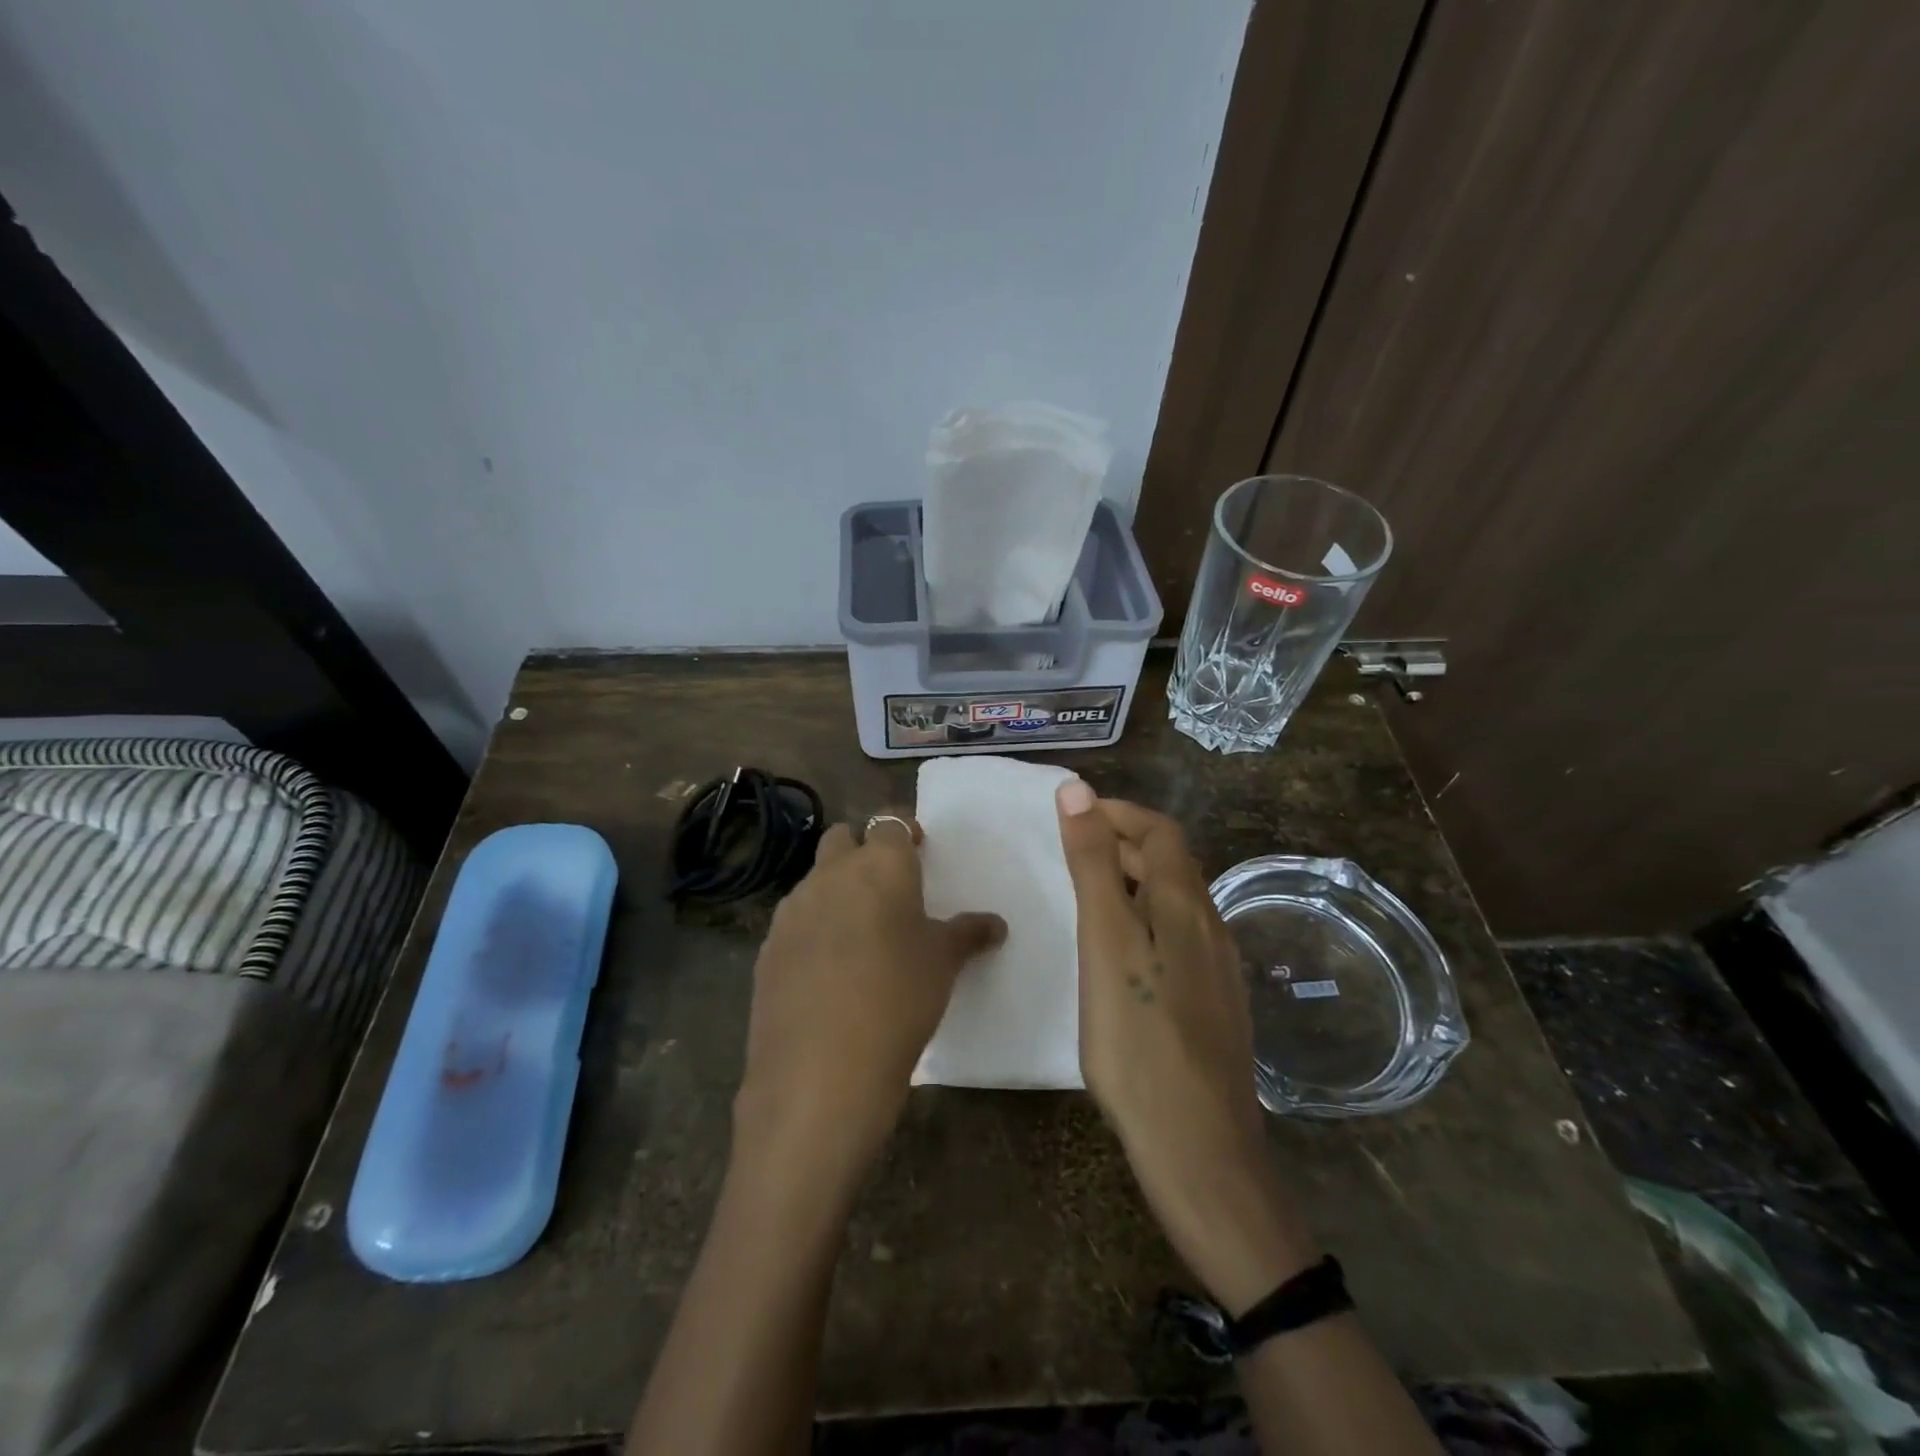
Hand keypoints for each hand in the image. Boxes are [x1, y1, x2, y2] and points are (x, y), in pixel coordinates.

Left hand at [733, 811, 1004, 1201]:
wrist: (820, 1071)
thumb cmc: (899, 999)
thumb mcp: (943, 964)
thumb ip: (968, 934)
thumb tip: (995, 924)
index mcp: (880, 866)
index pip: (889, 824)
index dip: (904, 832)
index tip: (919, 850)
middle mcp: (831, 875)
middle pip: (842, 838)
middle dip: (863, 850)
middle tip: (888, 887)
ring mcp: (792, 910)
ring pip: (815, 879)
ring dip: (836, 890)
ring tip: (860, 933)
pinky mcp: (767, 947)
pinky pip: (795, 921)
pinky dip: (813, 928)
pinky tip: (828, 969)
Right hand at [1055, 781, 1316, 1311]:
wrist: (1199, 1149)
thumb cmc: (1139, 1040)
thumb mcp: (1106, 942)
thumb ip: (1093, 866)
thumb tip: (1077, 791)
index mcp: (1186, 906)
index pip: (1160, 831)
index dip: (1119, 812)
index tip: (1074, 812)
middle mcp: (1210, 927)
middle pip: (1170, 864)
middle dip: (1124, 842)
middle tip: (1071, 847)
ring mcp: (1217, 970)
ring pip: (1176, 902)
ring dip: (1134, 880)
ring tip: (1088, 892)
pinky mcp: (1213, 1005)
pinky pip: (1178, 937)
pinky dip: (1145, 918)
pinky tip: (1121, 951)